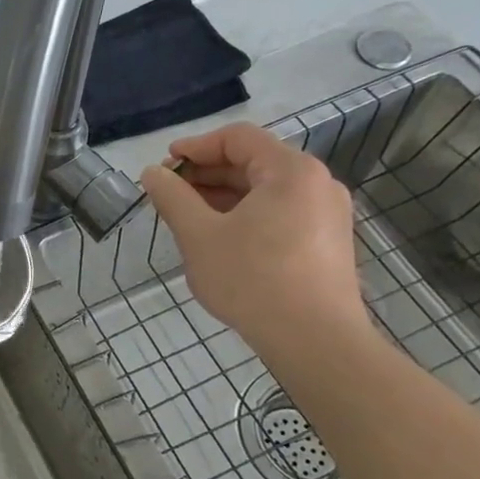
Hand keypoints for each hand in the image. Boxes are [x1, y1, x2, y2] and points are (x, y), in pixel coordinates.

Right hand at [139, 123, 367, 354]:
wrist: (315, 341)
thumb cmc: (252, 279)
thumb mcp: (199, 235)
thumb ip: (172, 197)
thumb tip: (153, 173)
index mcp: (290, 171)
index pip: (237, 138)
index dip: (195, 147)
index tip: (165, 167)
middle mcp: (316, 183)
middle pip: (253, 161)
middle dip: (206, 174)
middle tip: (170, 194)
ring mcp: (326, 214)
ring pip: (265, 190)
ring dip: (222, 196)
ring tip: (188, 218)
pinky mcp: (326, 242)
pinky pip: (280, 212)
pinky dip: (245, 215)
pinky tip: (219, 239)